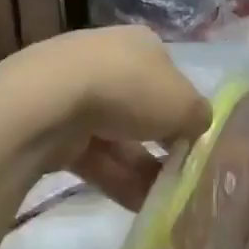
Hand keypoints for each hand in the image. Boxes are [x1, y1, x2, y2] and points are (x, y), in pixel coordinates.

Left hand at [0, 27, 212, 188]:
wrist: (50, 103)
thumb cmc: (129, 90)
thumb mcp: (185, 105)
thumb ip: (199, 117)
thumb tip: (197, 127)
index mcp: (140, 43)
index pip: (169, 76)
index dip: (183, 109)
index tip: (193, 141)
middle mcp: (107, 60)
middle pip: (141, 109)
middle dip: (160, 145)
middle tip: (180, 176)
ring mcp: (74, 92)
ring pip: (117, 137)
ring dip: (142, 170)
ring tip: (164, 202)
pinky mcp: (52, 126)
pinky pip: (93, 155)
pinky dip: (115, 179)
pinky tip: (138, 205)